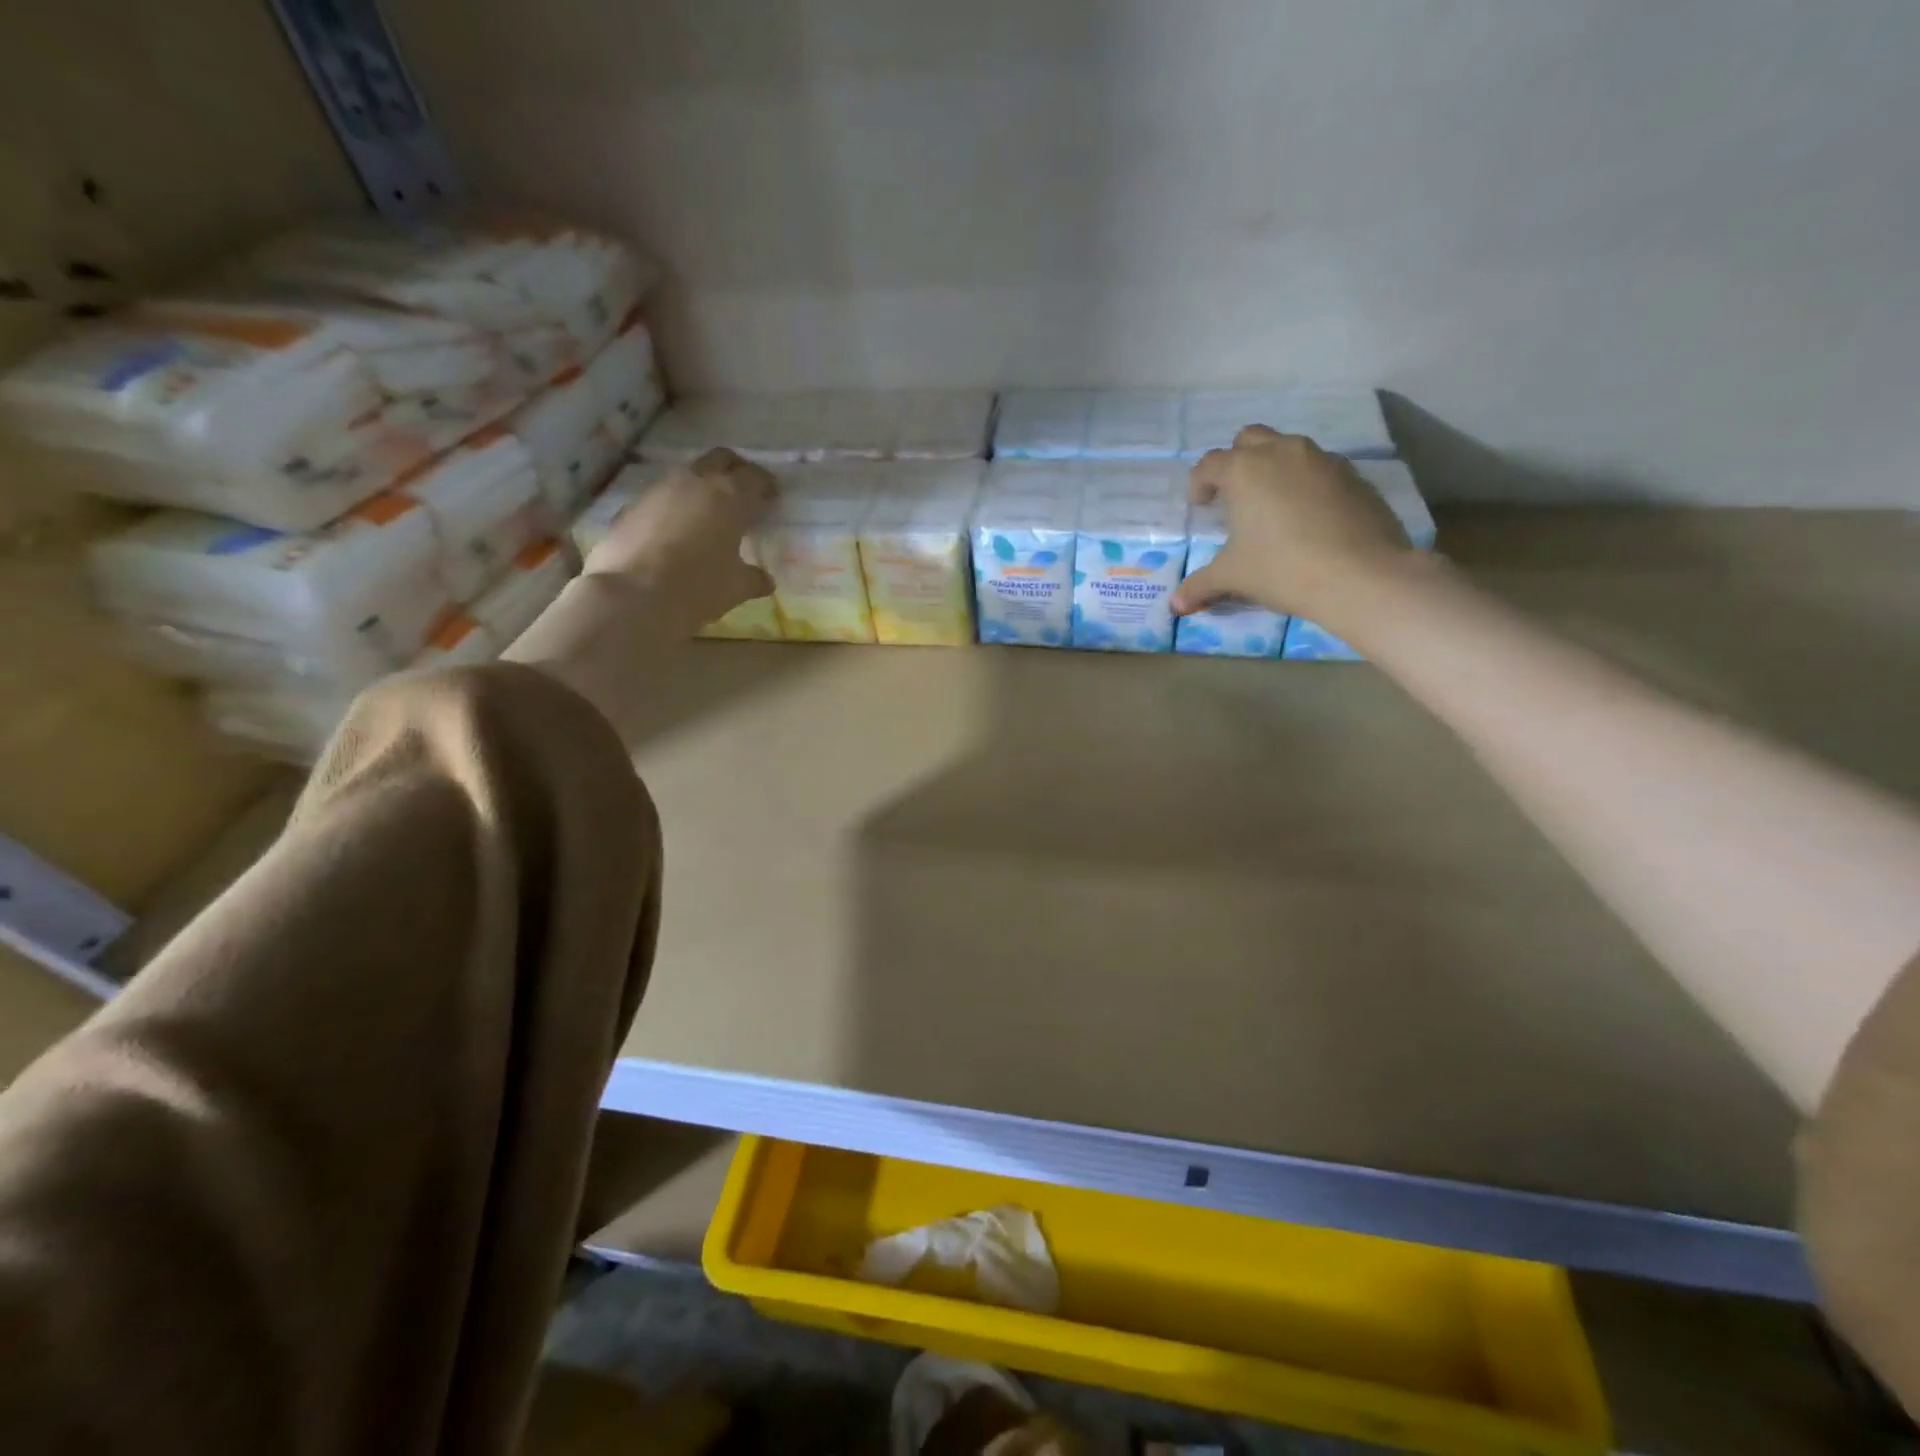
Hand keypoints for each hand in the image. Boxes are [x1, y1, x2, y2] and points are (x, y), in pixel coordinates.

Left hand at [585, 448, 776, 634]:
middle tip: (743, 491)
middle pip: (720, 458)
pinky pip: (661, 497)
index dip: (766, 485)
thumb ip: (754, 578)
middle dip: (735, 469)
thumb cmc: (698, 587)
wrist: (633, 596)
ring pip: (687, 474)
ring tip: (708, 513)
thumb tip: (765, 580)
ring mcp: (659, 490)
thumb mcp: (736, 587)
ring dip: (701, 486)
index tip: (772, 497)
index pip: (755, 477)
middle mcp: (695, 482)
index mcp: (729, 497)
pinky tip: (676, 532)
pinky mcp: (632, 506)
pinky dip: (674, 506)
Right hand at [1171, 426, 1414, 625]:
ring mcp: (1323, 460)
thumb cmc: (1282, 568)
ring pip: (1288, 450)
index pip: (1210, 464)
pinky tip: (1308, 519)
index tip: (1200, 507)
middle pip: (1250, 439)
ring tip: (1272, 508)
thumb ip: (1200, 585)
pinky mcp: (1354, 476)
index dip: (1199, 484)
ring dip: (1273, 470)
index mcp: (1245, 470)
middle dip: (1236, 462)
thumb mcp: (1232, 578)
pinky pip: (1320, 470)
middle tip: (1234, 496)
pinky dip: (1306, 485)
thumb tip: (1176, 605)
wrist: (1361, 575)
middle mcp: (1283, 453)